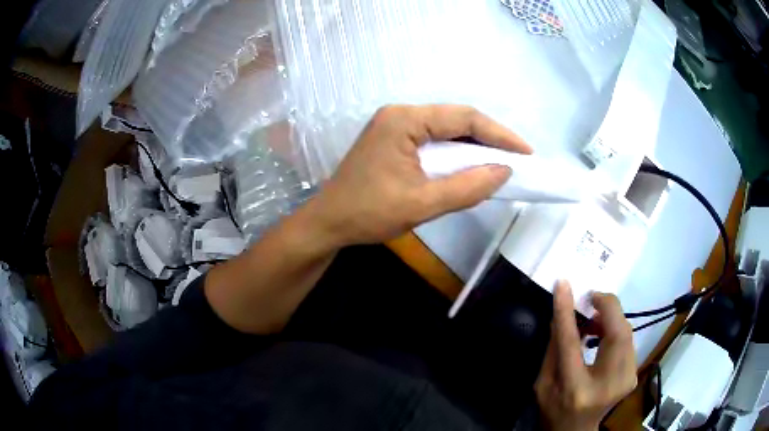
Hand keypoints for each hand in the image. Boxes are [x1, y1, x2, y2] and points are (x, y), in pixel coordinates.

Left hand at [312, 104, 531, 246]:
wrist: (328, 223)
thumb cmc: (368, 214)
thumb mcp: (422, 204)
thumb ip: (467, 188)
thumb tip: (504, 171)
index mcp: (404, 120)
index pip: (463, 118)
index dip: (499, 134)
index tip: (526, 152)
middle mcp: (399, 114)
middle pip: (455, 119)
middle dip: (489, 138)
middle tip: (518, 158)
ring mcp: (394, 125)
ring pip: (445, 129)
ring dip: (473, 145)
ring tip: (500, 162)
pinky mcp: (392, 139)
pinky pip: (432, 139)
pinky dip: (454, 152)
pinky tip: (469, 165)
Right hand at [535, 281, 636, 430]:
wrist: (576, 430)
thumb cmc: (554, 409)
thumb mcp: (543, 383)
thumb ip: (553, 349)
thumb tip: (561, 313)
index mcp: (576, 389)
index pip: (572, 344)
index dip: (568, 312)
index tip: (564, 285)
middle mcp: (608, 384)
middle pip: (617, 334)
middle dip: (607, 307)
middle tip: (591, 298)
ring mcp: (626, 380)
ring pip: (627, 333)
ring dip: (612, 318)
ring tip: (593, 319)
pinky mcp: (633, 375)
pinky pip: (628, 341)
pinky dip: (616, 329)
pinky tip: (603, 333)